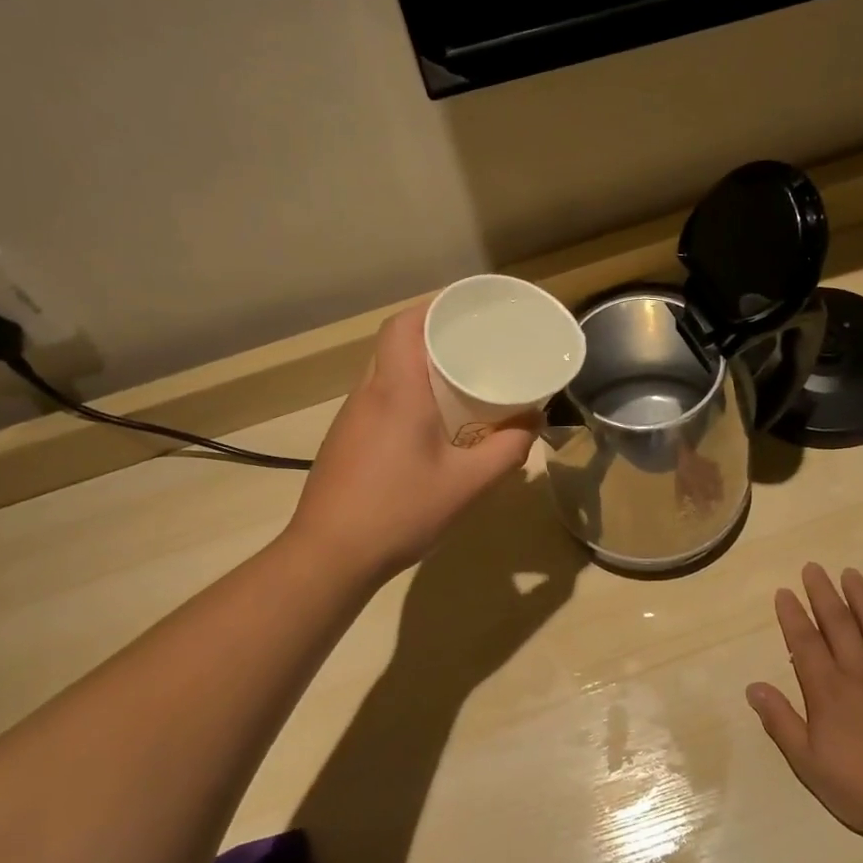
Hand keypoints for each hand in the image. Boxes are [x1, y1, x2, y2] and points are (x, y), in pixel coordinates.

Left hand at [289, 304, 536, 580]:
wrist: (329, 556)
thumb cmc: (400, 511)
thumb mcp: (467, 484)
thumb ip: (507, 450)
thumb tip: (533, 422)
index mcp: (397, 391)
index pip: (404, 324)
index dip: (433, 306)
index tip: (467, 308)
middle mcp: (368, 394)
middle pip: (395, 343)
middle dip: (434, 335)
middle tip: (475, 345)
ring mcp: (350, 418)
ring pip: (385, 372)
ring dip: (418, 367)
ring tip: (458, 381)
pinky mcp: (344, 441)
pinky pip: (378, 400)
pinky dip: (405, 395)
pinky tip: (428, 425)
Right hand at [747, 564, 862, 848]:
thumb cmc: (862, 789)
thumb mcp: (808, 763)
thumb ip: (781, 722)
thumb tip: (753, 687)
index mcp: (828, 691)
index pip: (804, 642)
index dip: (792, 615)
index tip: (784, 592)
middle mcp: (860, 672)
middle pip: (838, 624)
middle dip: (822, 594)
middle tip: (813, 568)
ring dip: (862, 597)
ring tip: (850, 573)